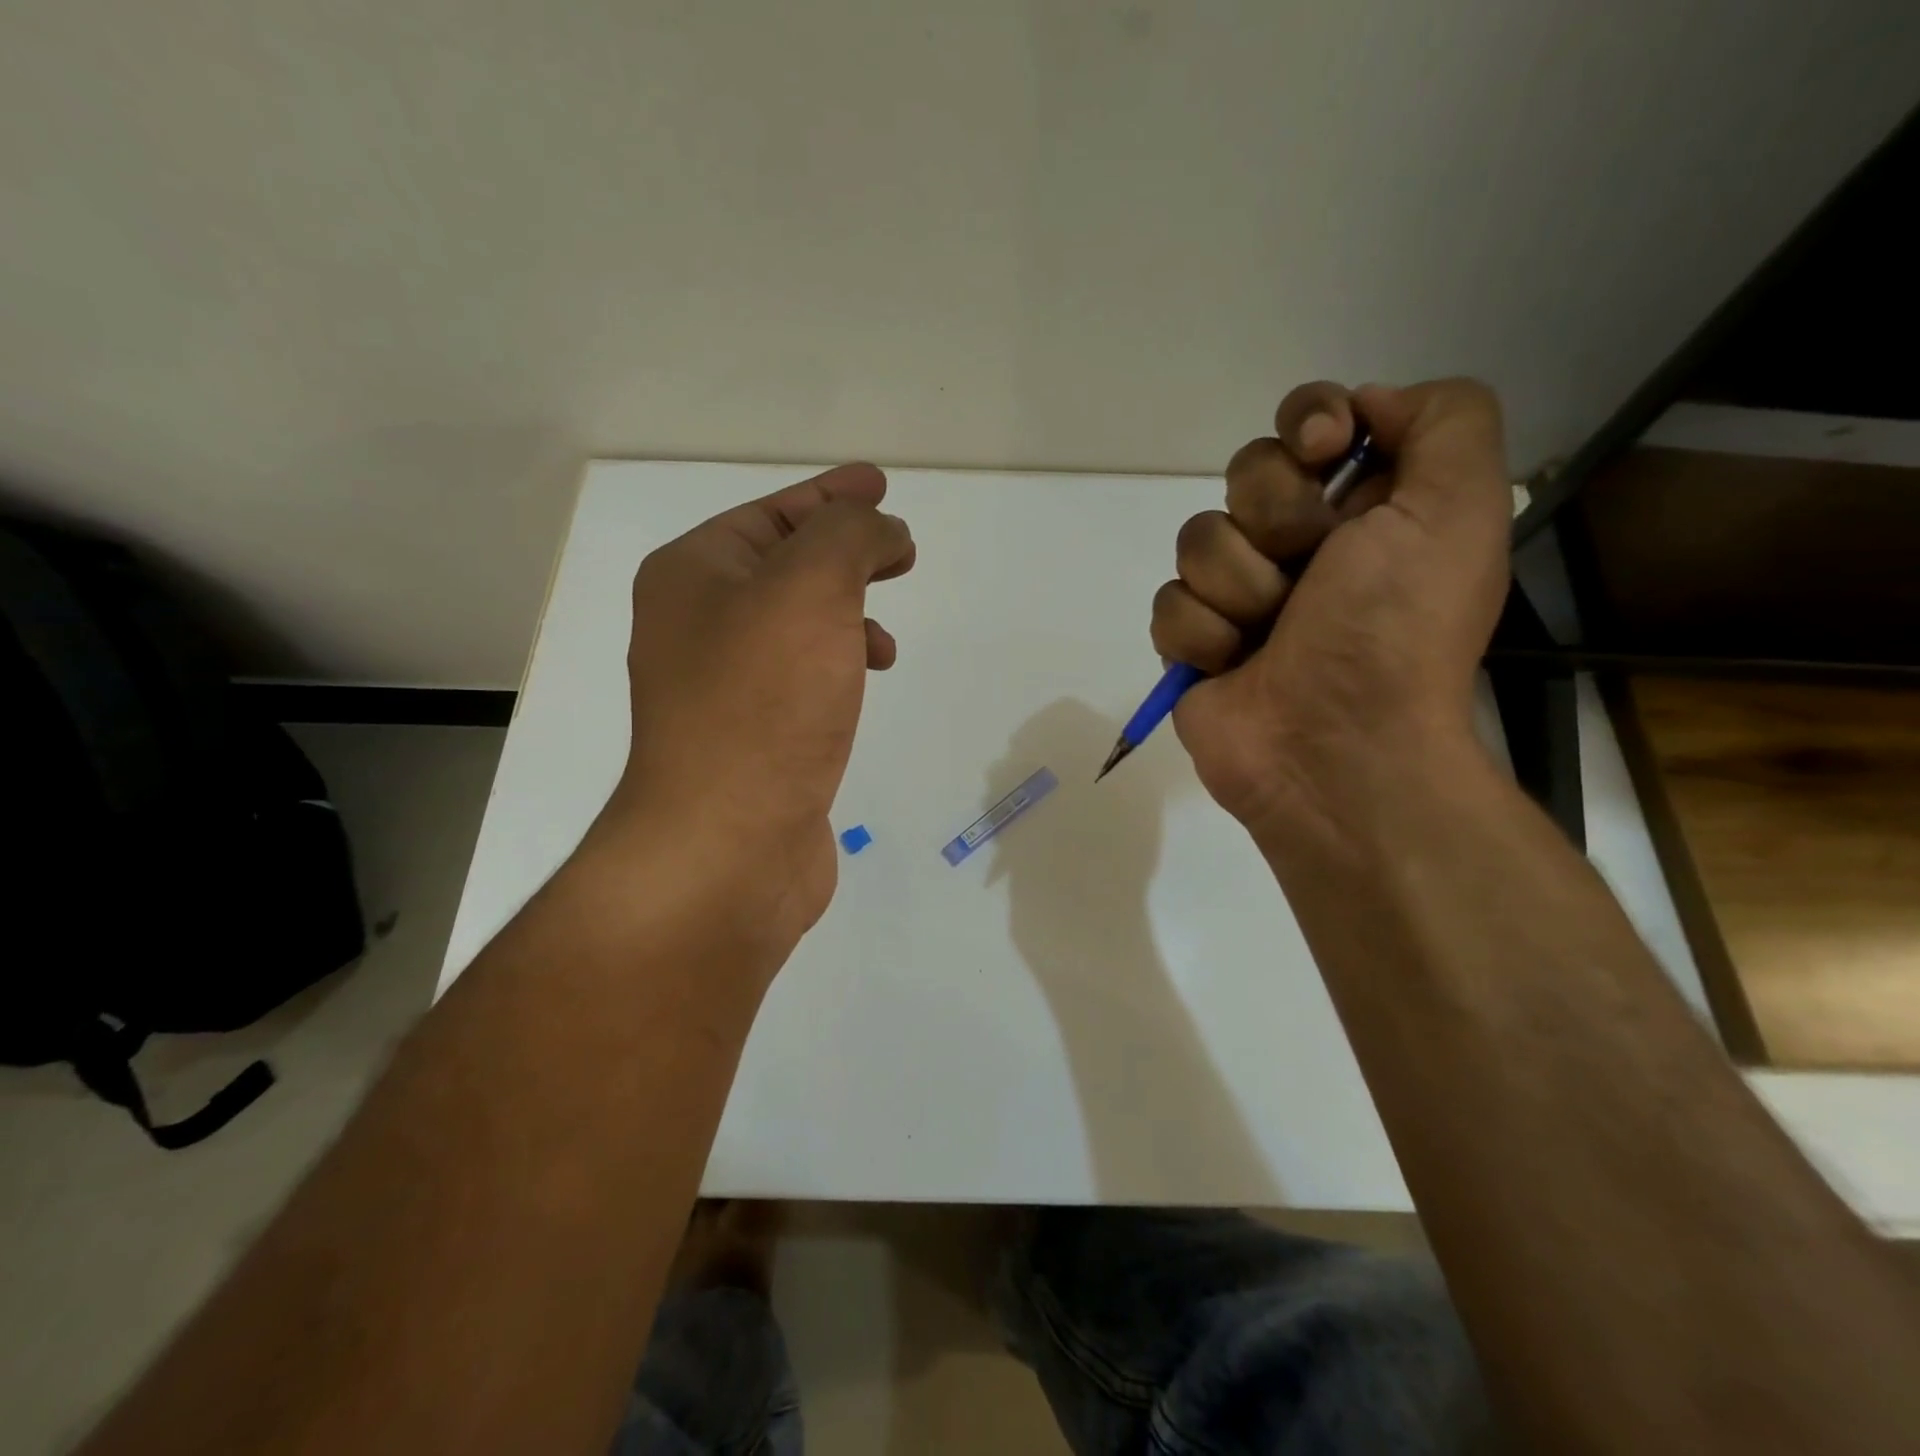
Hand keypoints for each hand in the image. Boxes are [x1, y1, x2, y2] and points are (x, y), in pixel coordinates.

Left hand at [603, 464, 913, 952]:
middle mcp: (697, 624)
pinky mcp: (754, 736)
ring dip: (846, 612)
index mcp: (694, 575)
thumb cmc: (763, 704)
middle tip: (899, 548)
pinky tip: (866, 679)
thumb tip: (880, 532)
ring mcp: (723, 686)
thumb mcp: (810, 588)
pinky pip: (803, 674)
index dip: (830, 495)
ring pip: (796, 624)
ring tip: (884, 634)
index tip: (880, 486)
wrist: (728, 843)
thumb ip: (849, 536)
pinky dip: (839, 662)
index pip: (771, 514)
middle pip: (783, 565)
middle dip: (844, 551)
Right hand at [1152, 379, 1510, 845]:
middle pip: (1245, 473)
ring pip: (1198, 539)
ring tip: (1270, 635)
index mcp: (1365, 506)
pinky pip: (1169, 603)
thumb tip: (1361, 409)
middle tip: (1310, 571)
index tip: (1323, 452)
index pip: (1310, 420)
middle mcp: (1300, 542)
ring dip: (1241, 588)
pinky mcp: (1193, 640)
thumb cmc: (1396, 630)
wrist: (1336, 746)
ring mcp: (1239, 593)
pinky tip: (1233, 667)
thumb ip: (1444, 421)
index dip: (1307, 422)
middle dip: (1275, 520)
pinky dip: (1203, 637)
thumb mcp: (1458, 509)